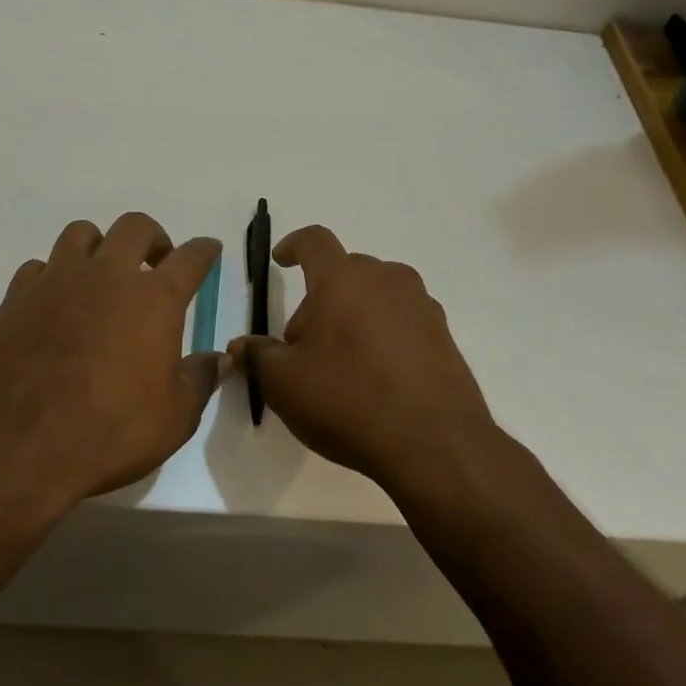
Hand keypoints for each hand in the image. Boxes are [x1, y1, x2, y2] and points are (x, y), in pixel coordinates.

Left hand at [0, 212, 223, 508]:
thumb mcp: (175, 418)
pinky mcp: (17, 297)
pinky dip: (54, 276)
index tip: (208, 249)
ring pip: (81, 233)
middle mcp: (107, 275)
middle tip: (155, 263)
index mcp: (154, 299)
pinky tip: (55, 304)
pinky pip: (39, 266)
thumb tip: (217, 359)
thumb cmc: (110, 432)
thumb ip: (200, 379)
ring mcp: (58, 281)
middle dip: (153, 238)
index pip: (190, 257)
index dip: (204, 250)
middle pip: (135, 226)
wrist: (20, 448)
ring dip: (99, 247)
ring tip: (101, 276)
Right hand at [230, 225, 498, 490]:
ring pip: (377, 294)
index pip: (314, 241)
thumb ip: (258, 357)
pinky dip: (384, 332)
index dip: (294, 245)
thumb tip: (241, 346)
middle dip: (321, 296)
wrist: (434, 444)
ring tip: (343, 359)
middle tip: (305, 342)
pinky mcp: (444, 335)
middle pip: (346, 271)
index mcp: (343, 280)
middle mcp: (386, 280)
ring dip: (354, 312)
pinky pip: (403, 319)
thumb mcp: (285, 384)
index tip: (282, 260)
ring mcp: (420, 306)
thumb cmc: (348, 401)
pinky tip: (377, 375)